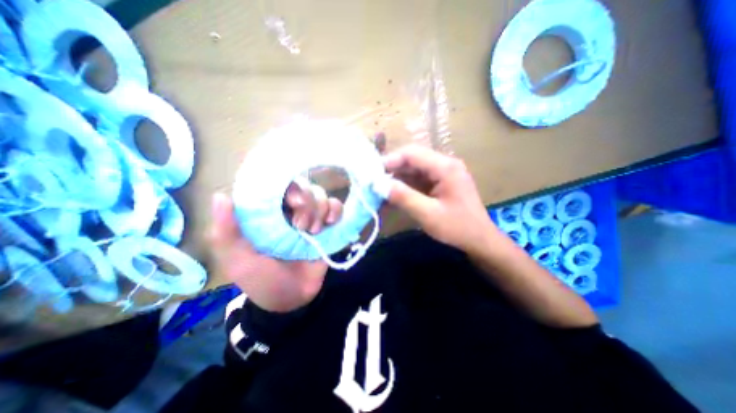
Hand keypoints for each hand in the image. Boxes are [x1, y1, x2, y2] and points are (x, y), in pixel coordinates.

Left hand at [209, 184, 343, 313]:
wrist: (291, 298)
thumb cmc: (261, 279)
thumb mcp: (238, 259)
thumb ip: (227, 232)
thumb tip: (221, 196)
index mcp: (269, 212)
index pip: (279, 185)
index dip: (289, 187)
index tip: (293, 203)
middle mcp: (291, 209)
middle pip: (305, 186)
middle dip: (307, 203)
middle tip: (302, 227)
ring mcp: (312, 216)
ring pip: (321, 194)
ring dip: (320, 210)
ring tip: (313, 232)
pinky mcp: (328, 226)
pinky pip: (336, 206)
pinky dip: (336, 210)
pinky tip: (331, 222)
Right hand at [379, 146, 499, 254]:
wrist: (479, 240)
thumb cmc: (457, 228)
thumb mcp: (428, 214)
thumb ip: (403, 197)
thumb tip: (379, 184)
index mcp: (445, 167)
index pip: (412, 154)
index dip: (390, 160)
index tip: (372, 173)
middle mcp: (444, 165)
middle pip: (412, 160)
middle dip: (391, 171)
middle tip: (373, 183)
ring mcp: (442, 174)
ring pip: (412, 171)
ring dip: (396, 180)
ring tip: (379, 191)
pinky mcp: (439, 183)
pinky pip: (417, 181)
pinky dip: (404, 188)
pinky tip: (392, 197)